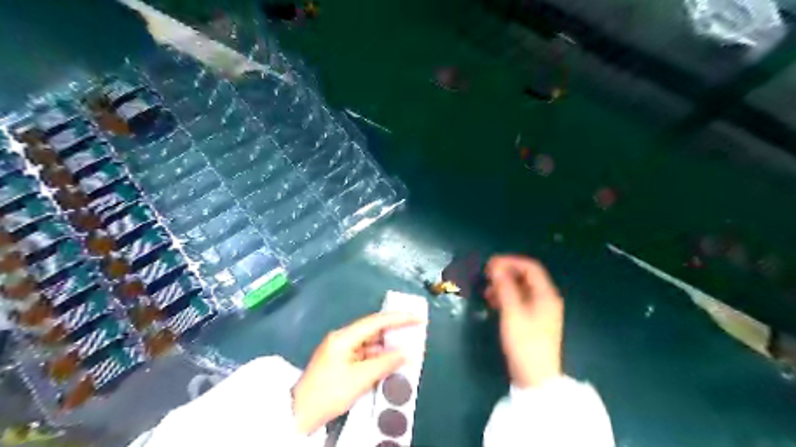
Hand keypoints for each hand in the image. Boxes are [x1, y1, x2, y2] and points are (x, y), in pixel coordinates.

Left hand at [289, 312, 418, 434]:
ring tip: (407, 346)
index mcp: (344, 337)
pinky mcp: (340, 360)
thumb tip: (405, 353)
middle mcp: (342, 338)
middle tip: (415, 330)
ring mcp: (340, 349)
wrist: (300, 412)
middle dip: (394, 329)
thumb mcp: (360, 379)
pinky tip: (390, 360)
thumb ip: (384, 363)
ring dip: (387, 344)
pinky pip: (364, 352)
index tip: (417, 317)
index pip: (376, 321)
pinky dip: (378, 355)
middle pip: (372, 329)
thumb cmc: (329, 393)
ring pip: (369, 341)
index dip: (398, 318)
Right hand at [486, 256, 565, 389]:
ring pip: (521, 289)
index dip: (510, 262)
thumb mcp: (512, 313)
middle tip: (486, 275)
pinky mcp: (533, 321)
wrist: (535, 378)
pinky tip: (493, 302)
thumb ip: (505, 287)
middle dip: (505, 273)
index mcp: (546, 294)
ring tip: (486, 290)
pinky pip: (519, 300)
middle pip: (526, 277)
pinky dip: (506, 297)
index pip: (530, 267)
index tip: (490, 264)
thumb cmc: (525, 343)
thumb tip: (496, 267)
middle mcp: (546, 299)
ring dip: (504, 285)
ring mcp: (540, 310)